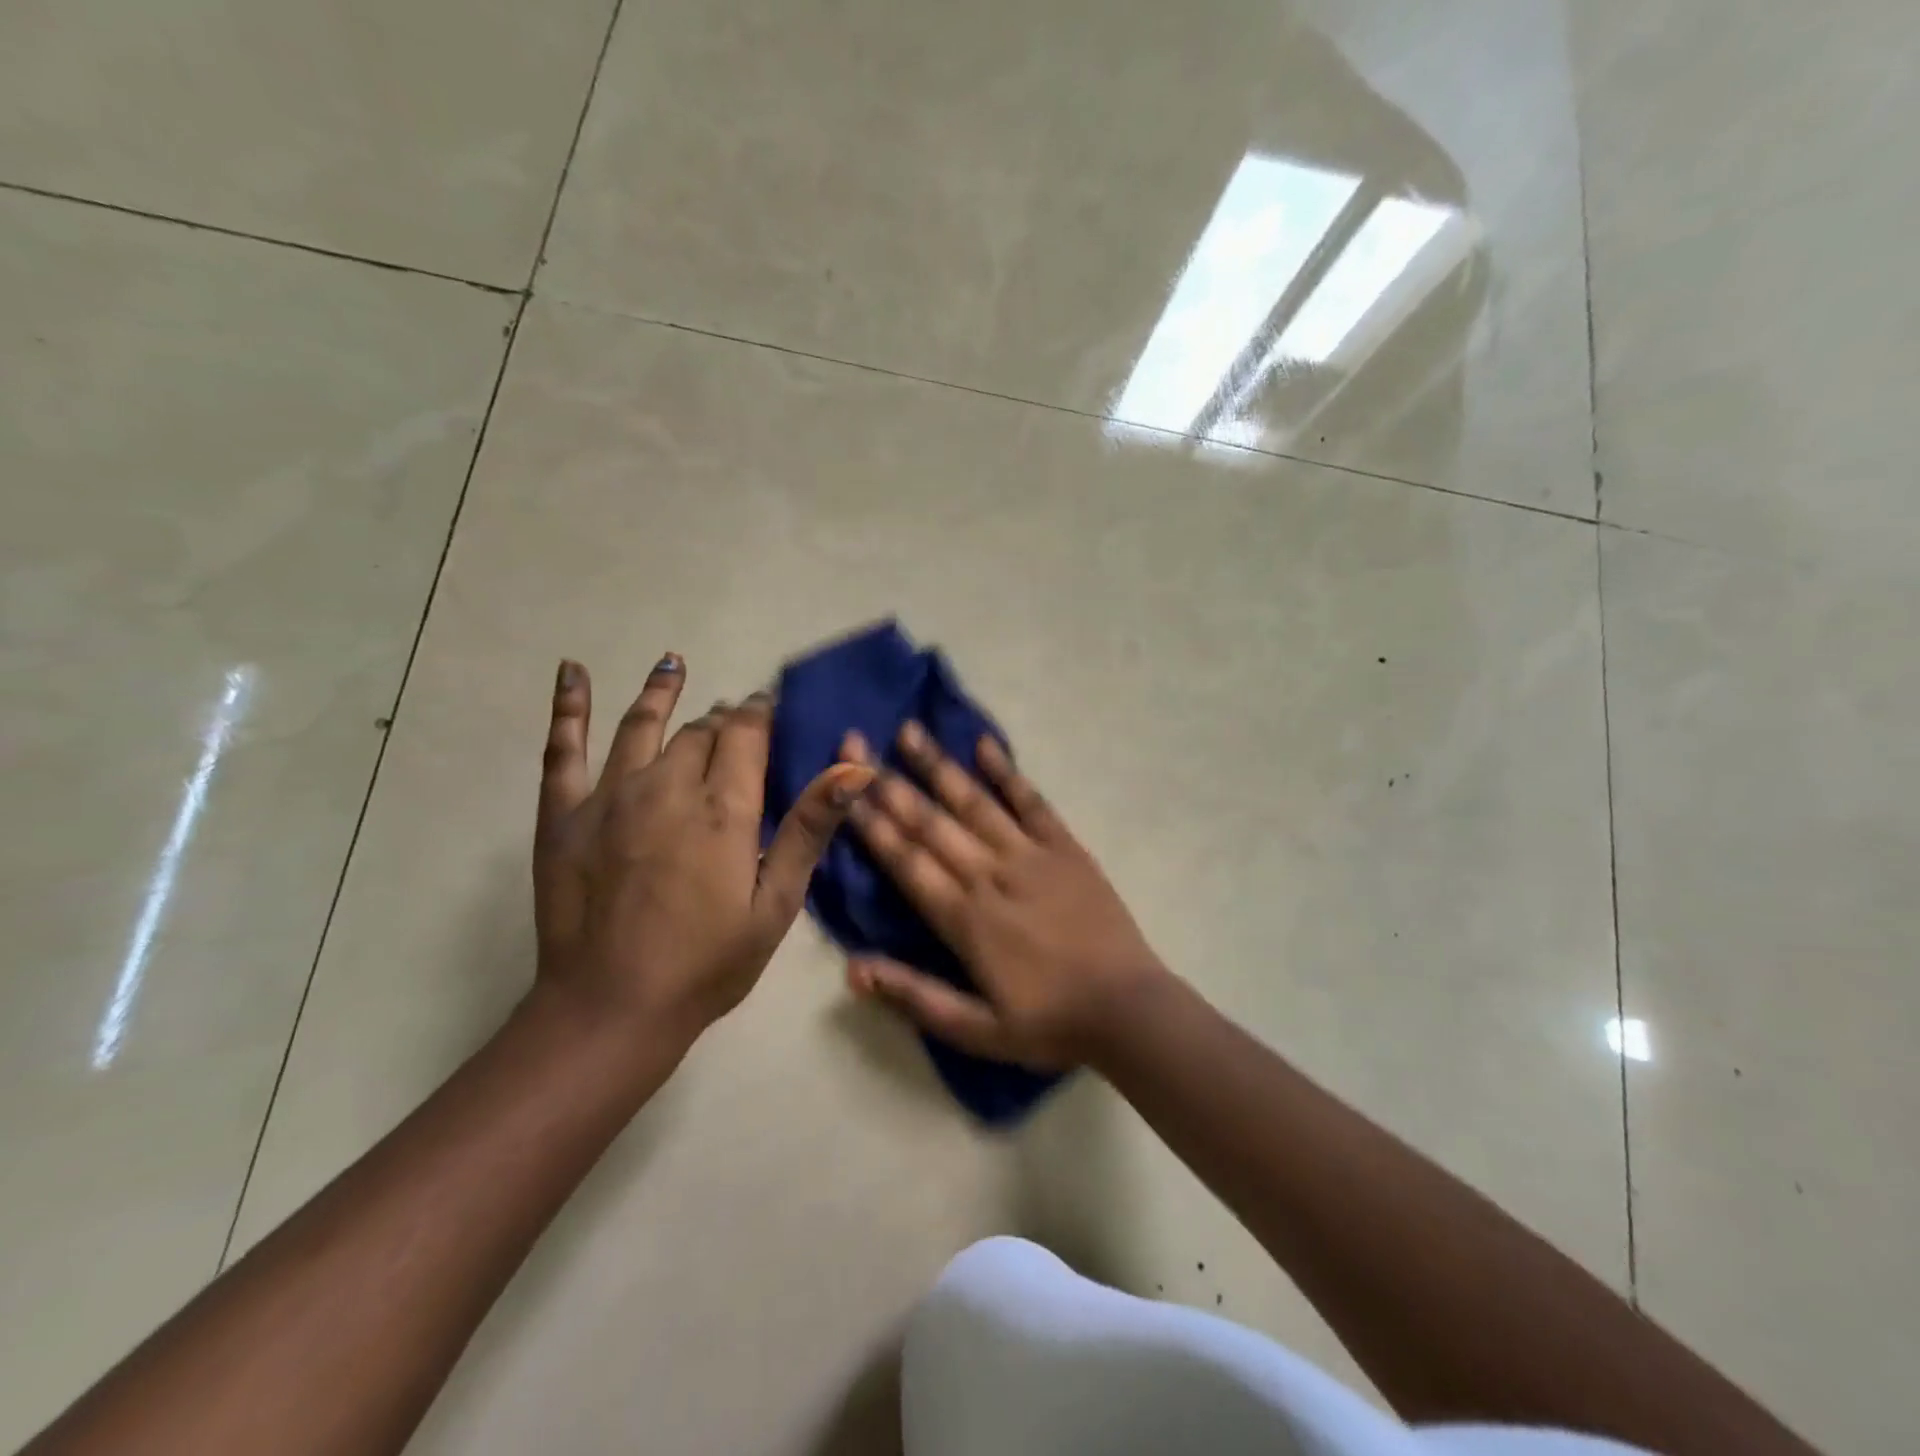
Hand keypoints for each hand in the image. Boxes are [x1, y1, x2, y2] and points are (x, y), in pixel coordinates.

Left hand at [532, 655, 872, 1051]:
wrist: (610, 1010)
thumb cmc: (707, 963)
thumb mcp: (776, 905)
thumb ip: (809, 830)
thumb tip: (855, 768)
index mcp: (723, 808)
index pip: (745, 734)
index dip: (759, 714)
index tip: (768, 705)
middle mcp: (667, 786)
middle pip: (700, 731)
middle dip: (721, 720)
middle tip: (732, 721)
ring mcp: (609, 796)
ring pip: (642, 725)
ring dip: (662, 691)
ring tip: (674, 663)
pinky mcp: (563, 814)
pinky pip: (564, 749)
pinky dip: (569, 706)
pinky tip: (572, 671)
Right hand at [840, 722, 1168, 1068]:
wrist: (1128, 1010)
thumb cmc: (1048, 1023)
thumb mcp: (976, 1030)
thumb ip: (914, 997)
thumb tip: (852, 969)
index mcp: (964, 918)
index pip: (905, 861)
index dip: (870, 823)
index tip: (842, 787)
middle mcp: (990, 874)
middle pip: (931, 822)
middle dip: (889, 782)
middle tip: (856, 744)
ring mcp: (1030, 855)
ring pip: (974, 802)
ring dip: (939, 766)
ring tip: (909, 731)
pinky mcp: (1065, 847)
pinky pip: (1032, 802)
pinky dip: (1007, 772)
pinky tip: (985, 745)